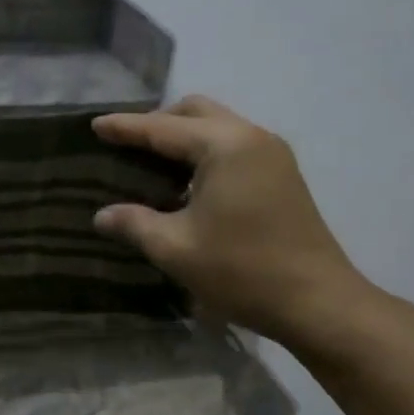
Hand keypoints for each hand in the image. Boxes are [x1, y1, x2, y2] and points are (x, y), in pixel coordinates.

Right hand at [93, 96, 376, 349]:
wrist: (318, 303)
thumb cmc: (243, 271)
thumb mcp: (176, 249)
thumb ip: (134, 223)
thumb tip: (102, 215)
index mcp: (225, 146)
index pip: (163, 128)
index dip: (126, 127)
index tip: (94, 125)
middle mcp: (251, 138)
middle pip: (195, 112)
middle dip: (157, 123)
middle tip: (126, 146)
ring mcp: (272, 155)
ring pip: (217, 126)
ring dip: (182, 136)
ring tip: (151, 164)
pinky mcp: (281, 175)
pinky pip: (232, 145)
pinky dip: (203, 151)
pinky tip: (185, 182)